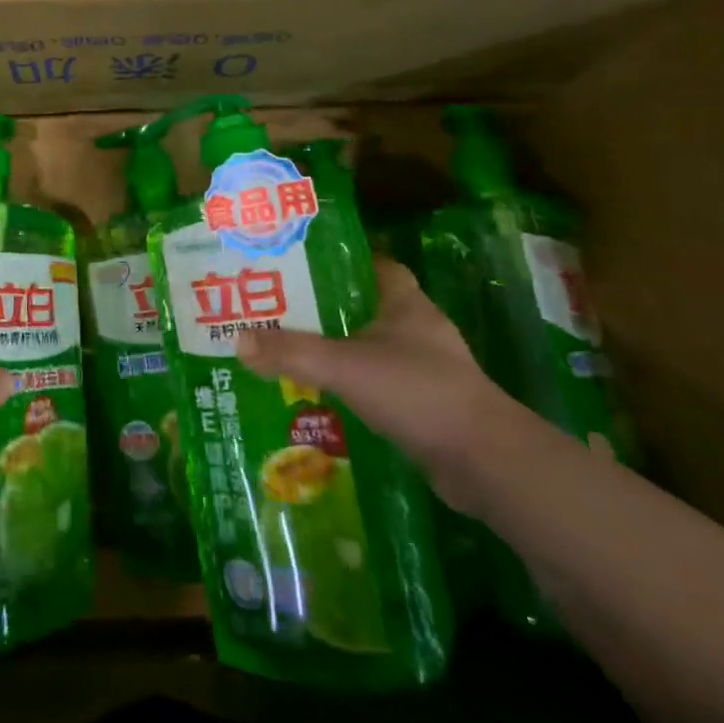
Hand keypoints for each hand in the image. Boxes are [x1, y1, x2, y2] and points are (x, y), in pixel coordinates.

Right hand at [235, 255, 517, 508]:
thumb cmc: (418, 391)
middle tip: (276, 308)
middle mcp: (415, 328)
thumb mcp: (346, 366)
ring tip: (287, 349)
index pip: (370, 263)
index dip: (336, 259)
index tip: (296, 263)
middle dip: (323, 307)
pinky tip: (318, 394)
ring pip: (368, 345)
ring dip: (334, 348)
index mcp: (404, 301)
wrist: (486, 463)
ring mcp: (423, 367)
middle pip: (362, 305)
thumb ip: (292, 352)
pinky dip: (350, 384)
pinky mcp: (423, 403)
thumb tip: (237, 339)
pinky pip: (376, 382)